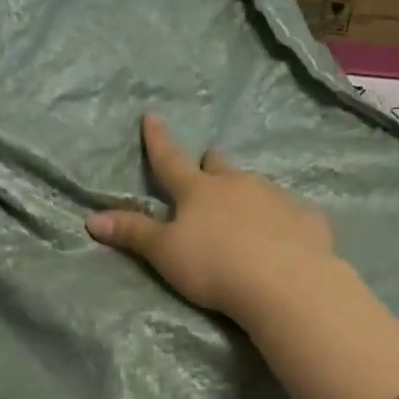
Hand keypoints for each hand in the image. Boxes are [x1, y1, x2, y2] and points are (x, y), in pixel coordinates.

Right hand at [85, 113, 336, 323]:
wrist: (285, 282)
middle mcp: (238, 184)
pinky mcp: (307, 218)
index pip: (170, 160)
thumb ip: (133, 234)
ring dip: (248, 194)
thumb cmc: (215, 266)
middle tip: (209, 166)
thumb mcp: (165, 253)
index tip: (151, 115)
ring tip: (247, 215)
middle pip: (220, 166)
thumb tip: (91, 218)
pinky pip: (292, 213)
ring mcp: (276, 197)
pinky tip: (288, 237)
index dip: (157, 140)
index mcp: (199, 190)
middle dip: (212, 164)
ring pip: (257, 186)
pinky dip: (284, 221)